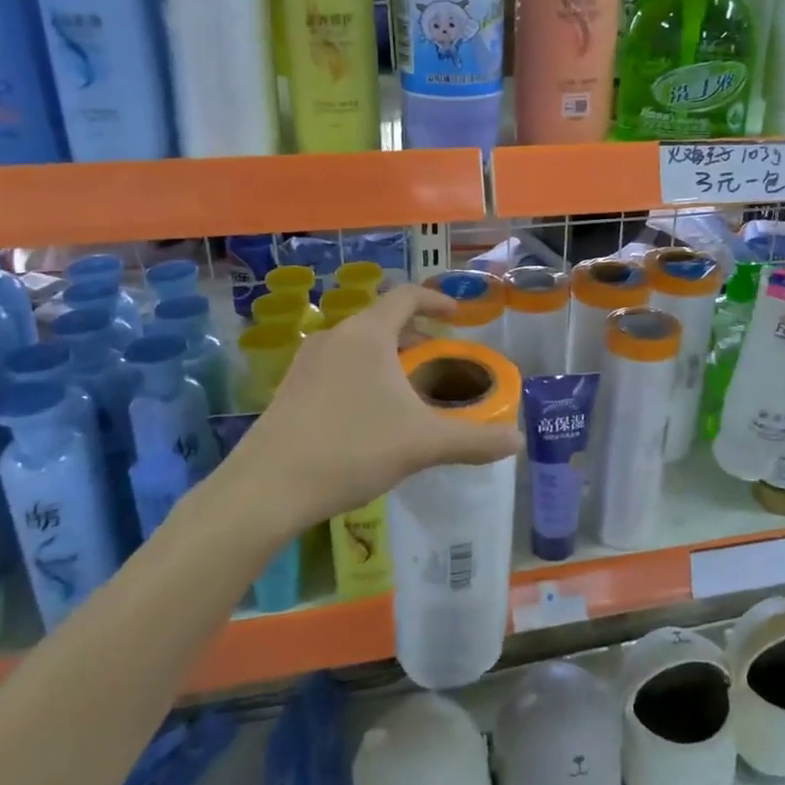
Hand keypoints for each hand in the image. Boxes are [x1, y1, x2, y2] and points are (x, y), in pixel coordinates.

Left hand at [219, 285, 522, 535]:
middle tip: (437, 357)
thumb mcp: (422, 443)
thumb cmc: (352, 449)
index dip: (436, 300)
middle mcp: (334, 336)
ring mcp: (306, 361)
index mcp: (367, 334)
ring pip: (357, 344)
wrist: (267, 488)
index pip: (407, 296)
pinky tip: (369, 413)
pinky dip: (362, 373)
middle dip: (415, 334)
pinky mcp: (290, 388)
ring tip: (407, 387)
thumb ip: (474, 440)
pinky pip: (337, 366)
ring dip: (387, 356)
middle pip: (382, 320)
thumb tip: (517, 441)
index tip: (457, 316)